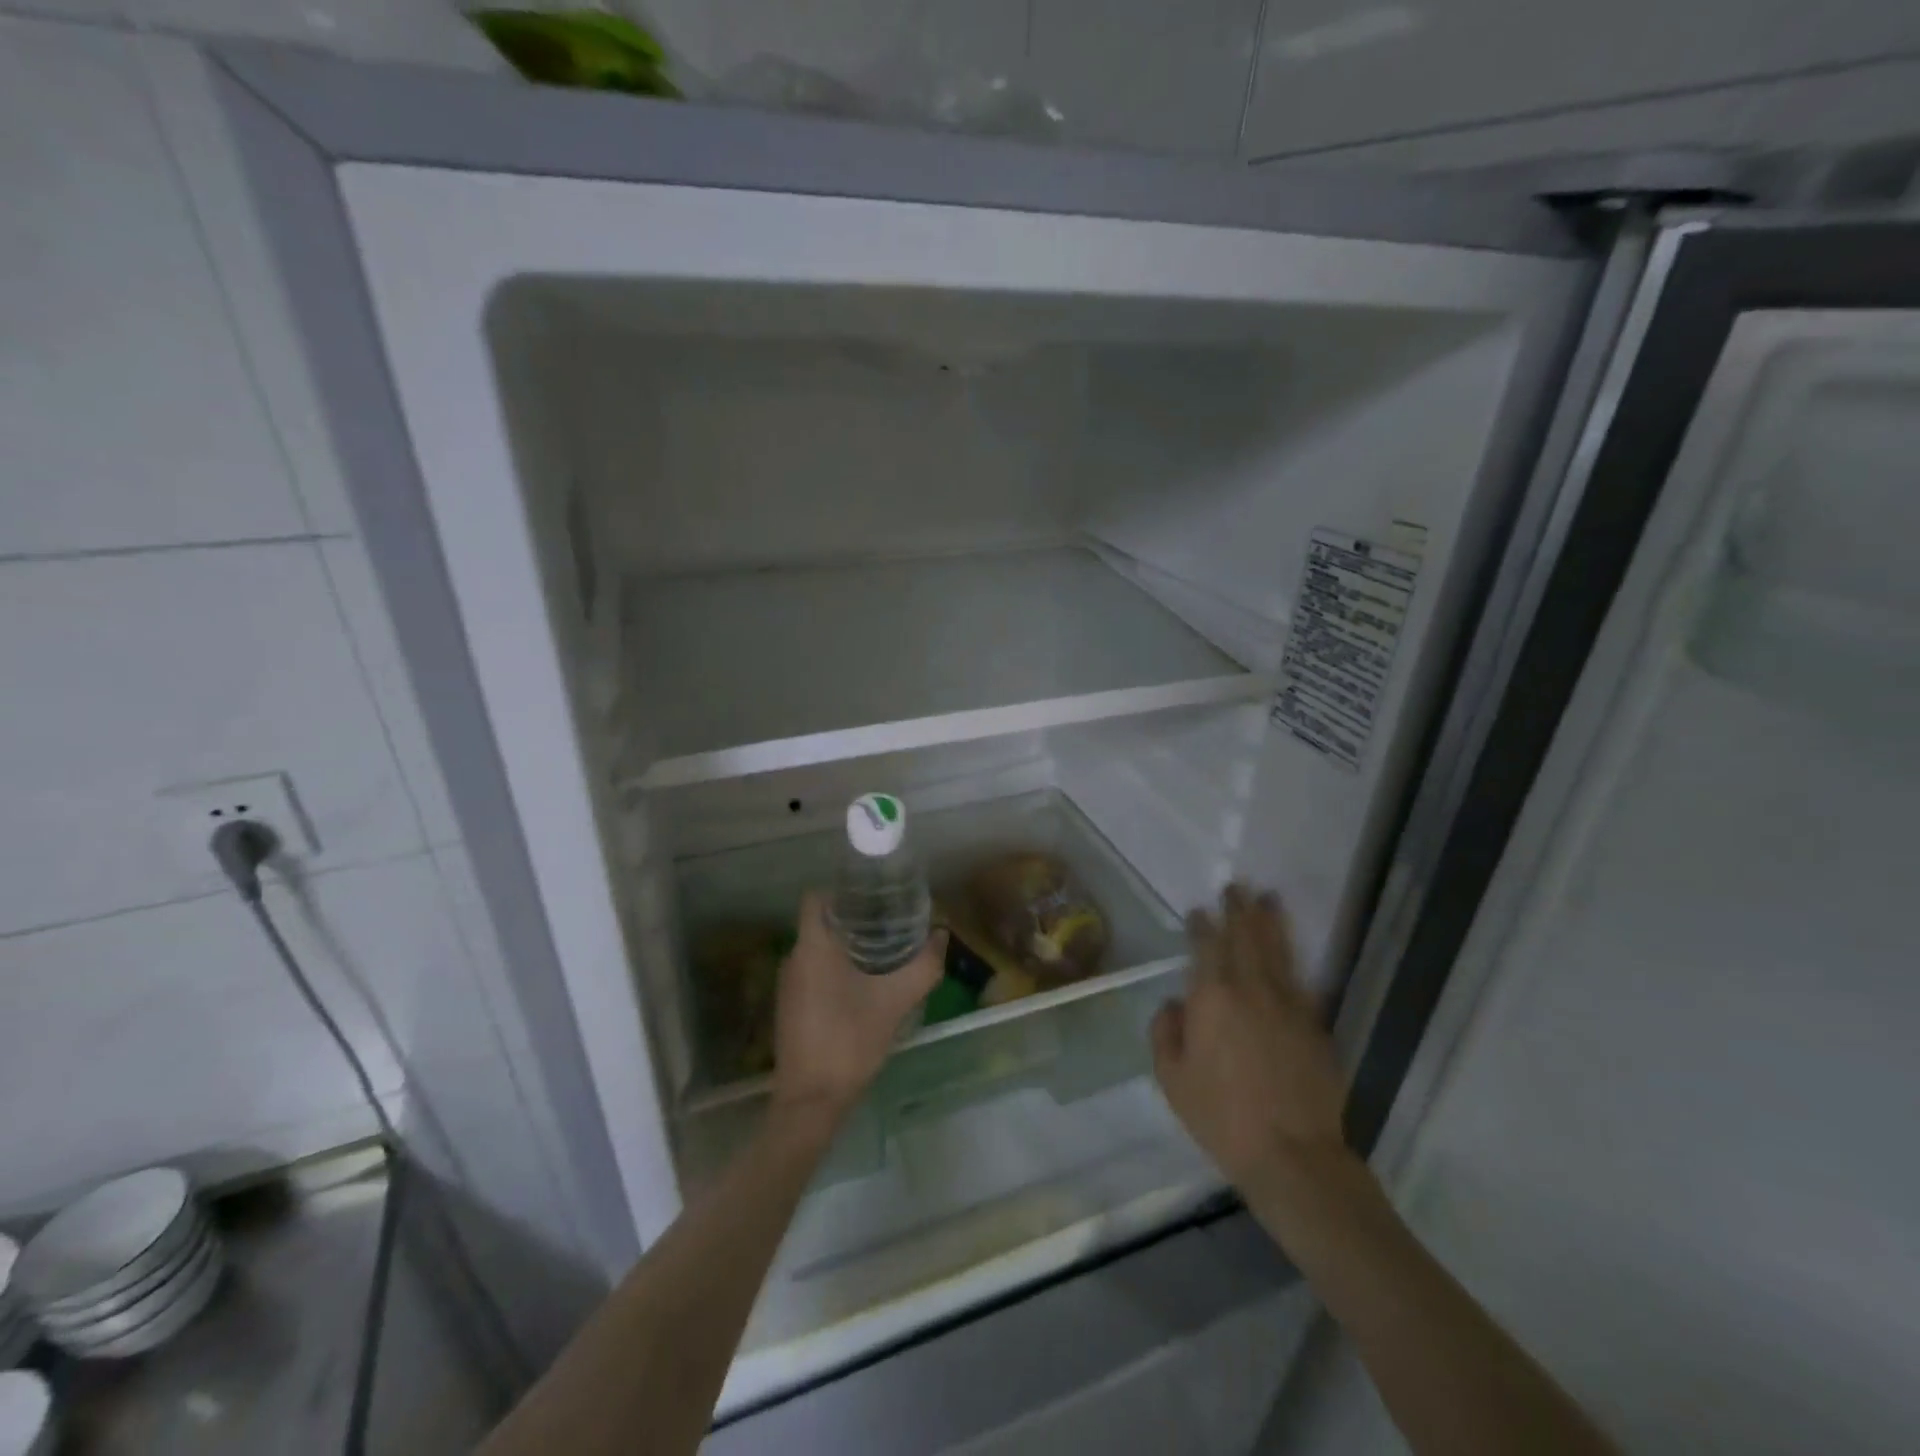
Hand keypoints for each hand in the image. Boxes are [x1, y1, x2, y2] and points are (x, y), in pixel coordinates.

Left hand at [772, 893, 944, 1128]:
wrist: (811, 1102)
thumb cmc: (850, 1040)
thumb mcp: (896, 1001)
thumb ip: (923, 966)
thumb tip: (942, 935)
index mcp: (812, 947)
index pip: (816, 898)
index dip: (843, 891)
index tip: (873, 897)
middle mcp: (794, 959)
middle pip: (820, 922)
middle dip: (853, 919)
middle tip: (889, 922)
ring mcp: (789, 985)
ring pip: (817, 949)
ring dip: (846, 946)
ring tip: (882, 950)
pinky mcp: (790, 1007)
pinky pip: (813, 972)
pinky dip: (835, 968)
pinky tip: (864, 985)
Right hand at [1151, 884, 1348, 1190]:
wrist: (1293, 1156)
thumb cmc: (1221, 1117)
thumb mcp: (1172, 1079)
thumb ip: (1166, 1032)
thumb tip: (1175, 1004)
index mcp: (1212, 998)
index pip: (1206, 947)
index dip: (1202, 925)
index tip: (1200, 911)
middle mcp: (1251, 989)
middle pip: (1245, 938)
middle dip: (1239, 910)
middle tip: (1236, 887)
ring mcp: (1288, 1005)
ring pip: (1278, 952)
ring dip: (1271, 923)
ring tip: (1268, 899)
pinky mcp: (1315, 1026)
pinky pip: (1301, 981)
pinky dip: (1293, 961)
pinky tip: (1291, 952)